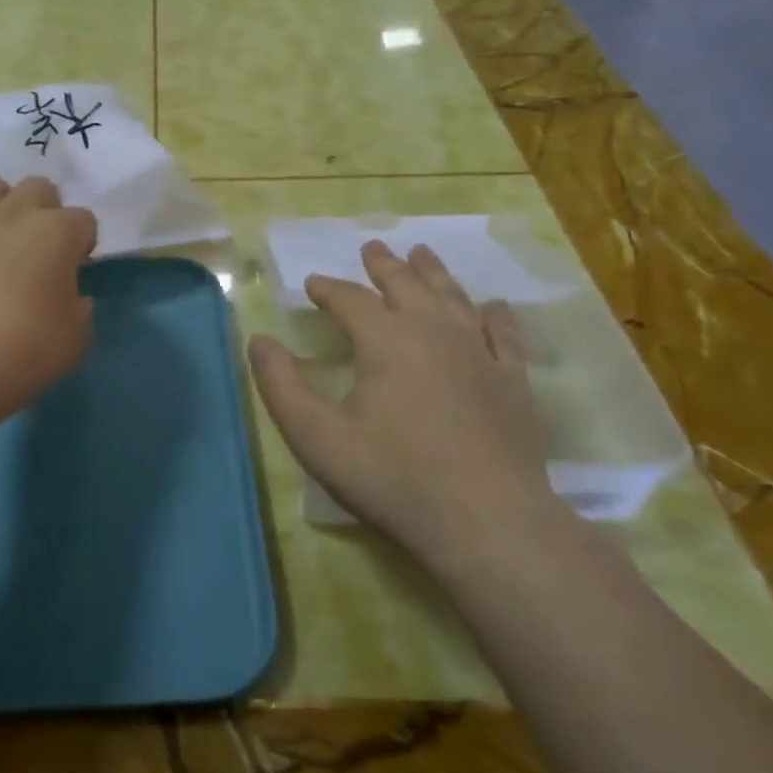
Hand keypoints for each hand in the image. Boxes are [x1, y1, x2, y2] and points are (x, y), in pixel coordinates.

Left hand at [0, 176, 98, 414]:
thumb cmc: (24, 350)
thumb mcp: (75, 339)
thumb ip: (80, 309)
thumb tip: (72, 297)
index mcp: (58, 233)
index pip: (84, 220)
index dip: (83, 242)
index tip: (75, 268)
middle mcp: (15, 213)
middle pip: (39, 187)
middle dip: (45, 210)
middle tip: (39, 247)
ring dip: (1, 206)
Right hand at [248, 241, 560, 570]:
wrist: (488, 523)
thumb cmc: (393, 479)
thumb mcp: (317, 438)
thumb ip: (281, 386)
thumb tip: (259, 340)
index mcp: (386, 340)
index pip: (350, 300)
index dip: (329, 289)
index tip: (313, 284)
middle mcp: (434, 332)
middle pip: (406, 285)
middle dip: (384, 266)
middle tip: (371, 248)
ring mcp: (480, 354)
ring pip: (453, 298)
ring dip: (433, 273)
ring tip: (422, 253)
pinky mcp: (513, 382)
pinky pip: (503, 335)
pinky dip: (494, 315)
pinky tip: (492, 306)